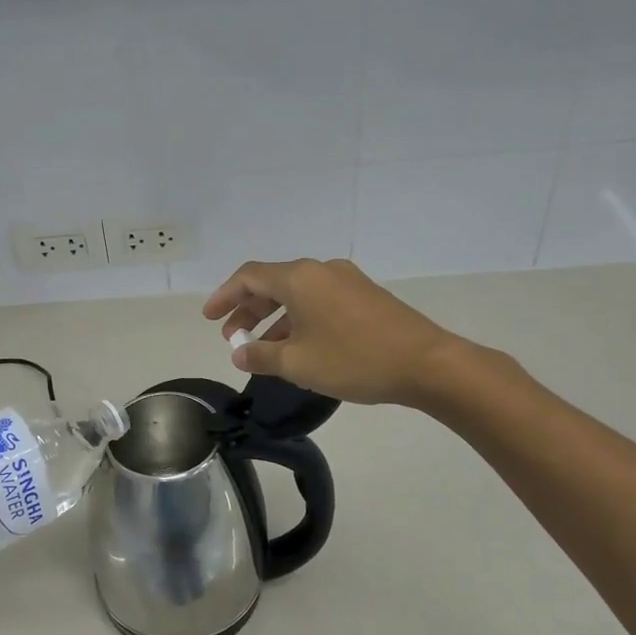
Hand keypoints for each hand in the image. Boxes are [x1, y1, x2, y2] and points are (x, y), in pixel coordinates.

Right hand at [202, 259, 465, 406]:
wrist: (426, 363)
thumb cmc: (354, 359)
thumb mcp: (298, 363)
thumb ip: (261, 355)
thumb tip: (239, 352)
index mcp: (299, 279)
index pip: (249, 277)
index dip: (224, 296)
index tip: (209, 318)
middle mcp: (321, 271)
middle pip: (273, 283)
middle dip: (248, 309)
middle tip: (232, 336)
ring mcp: (347, 281)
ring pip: (298, 294)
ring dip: (274, 318)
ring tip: (262, 349)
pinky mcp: (366, 297)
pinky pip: (319, 302)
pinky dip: (299, 319)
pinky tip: (299, 348)